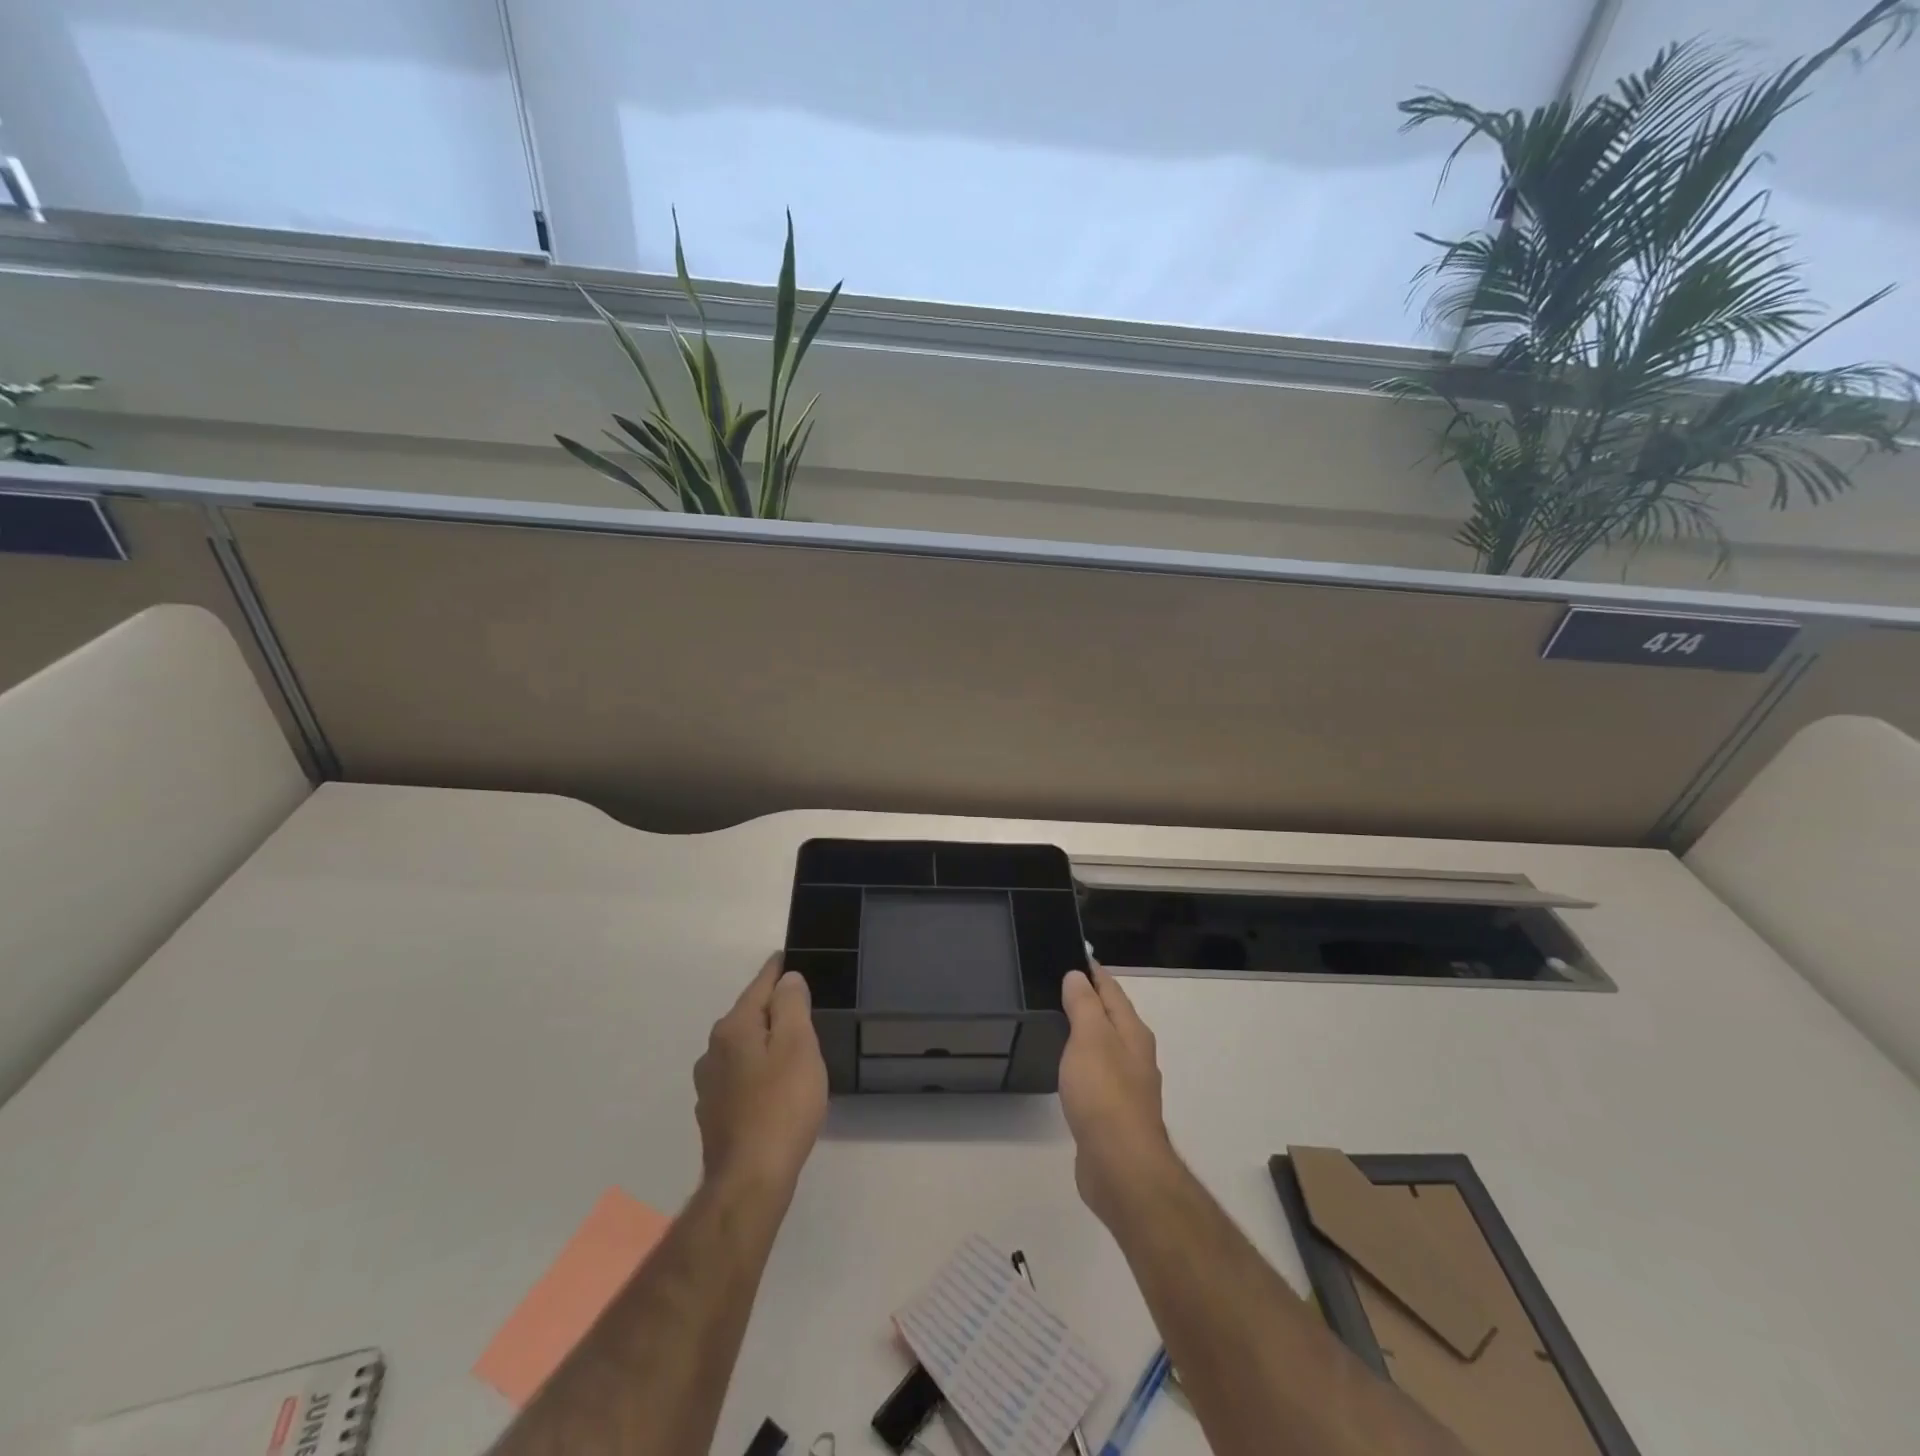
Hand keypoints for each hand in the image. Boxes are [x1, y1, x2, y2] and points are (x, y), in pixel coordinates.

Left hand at [694, 955, 828, 1191]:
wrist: (750, 1180)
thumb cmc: (782, 1105)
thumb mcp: (797, 1045)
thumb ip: (791, 1005)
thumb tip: (787, 979)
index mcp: (733, 1028)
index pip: (759, 986)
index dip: (777, 970)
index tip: (787, 957)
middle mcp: (713, 1051)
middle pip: (748, 1015)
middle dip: (772, 1007)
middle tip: (801, 1005)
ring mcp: (709, 1085)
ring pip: (742, 1048)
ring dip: (763, 1041)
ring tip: (790, 1045)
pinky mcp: (714, 1114)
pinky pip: (740, 1076)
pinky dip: (757, 1070)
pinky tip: (773, 1086)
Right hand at [1059, 965, 1174, 1225]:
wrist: (1121, 1166)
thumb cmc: (1105, 1093)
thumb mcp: (1090, 1037)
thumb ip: (1084, 1004)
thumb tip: (1077, 976)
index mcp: (1133, 1032)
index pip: (1112, 990)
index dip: (1093, 972)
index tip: (1072, 955)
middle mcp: (1135, 1055)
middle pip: (1112, 1017)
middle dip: (1090, 1000)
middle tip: (1056, 986)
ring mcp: (1127, 1087)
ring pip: (1105, 1047)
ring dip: (1086, 1032)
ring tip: (1057, 1022)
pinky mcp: (1114, 1115)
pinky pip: (1097, 1075)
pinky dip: (1082, 1063)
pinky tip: (1067, 1069)